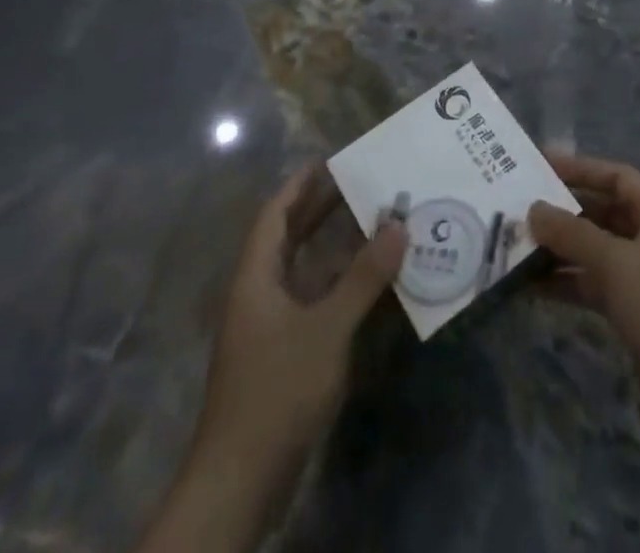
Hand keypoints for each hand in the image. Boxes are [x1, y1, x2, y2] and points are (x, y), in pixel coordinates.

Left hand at [197, 165, 404, 487]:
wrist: (240, 480)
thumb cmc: (277, 389)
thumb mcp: (327, 328)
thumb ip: (363, 277)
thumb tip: (398, 225)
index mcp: (255, 277)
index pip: (273, 215)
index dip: (298, 185)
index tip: (328, 160)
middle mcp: (257, 294)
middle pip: (286, 238)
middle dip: (318, 210)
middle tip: (358, 183)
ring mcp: (267, 327)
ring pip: (300, 271)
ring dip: (331, 247)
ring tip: (370, 222)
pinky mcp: (280, 355)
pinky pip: (309, 300)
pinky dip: (335, 283)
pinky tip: (365, 282)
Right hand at [529, 154, 639, 447]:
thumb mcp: (616, 263)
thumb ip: (572, 234)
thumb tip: (533, 209)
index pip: (616, 176)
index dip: (580, 168)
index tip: (540, 164)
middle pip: (601, 212)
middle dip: (563, 211)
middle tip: (519, 208)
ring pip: (593, 250)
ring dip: (559, 249)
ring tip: (515, 246)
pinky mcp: (631, 311)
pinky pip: (592, 284)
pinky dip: (565, 282)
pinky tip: (530, 287)